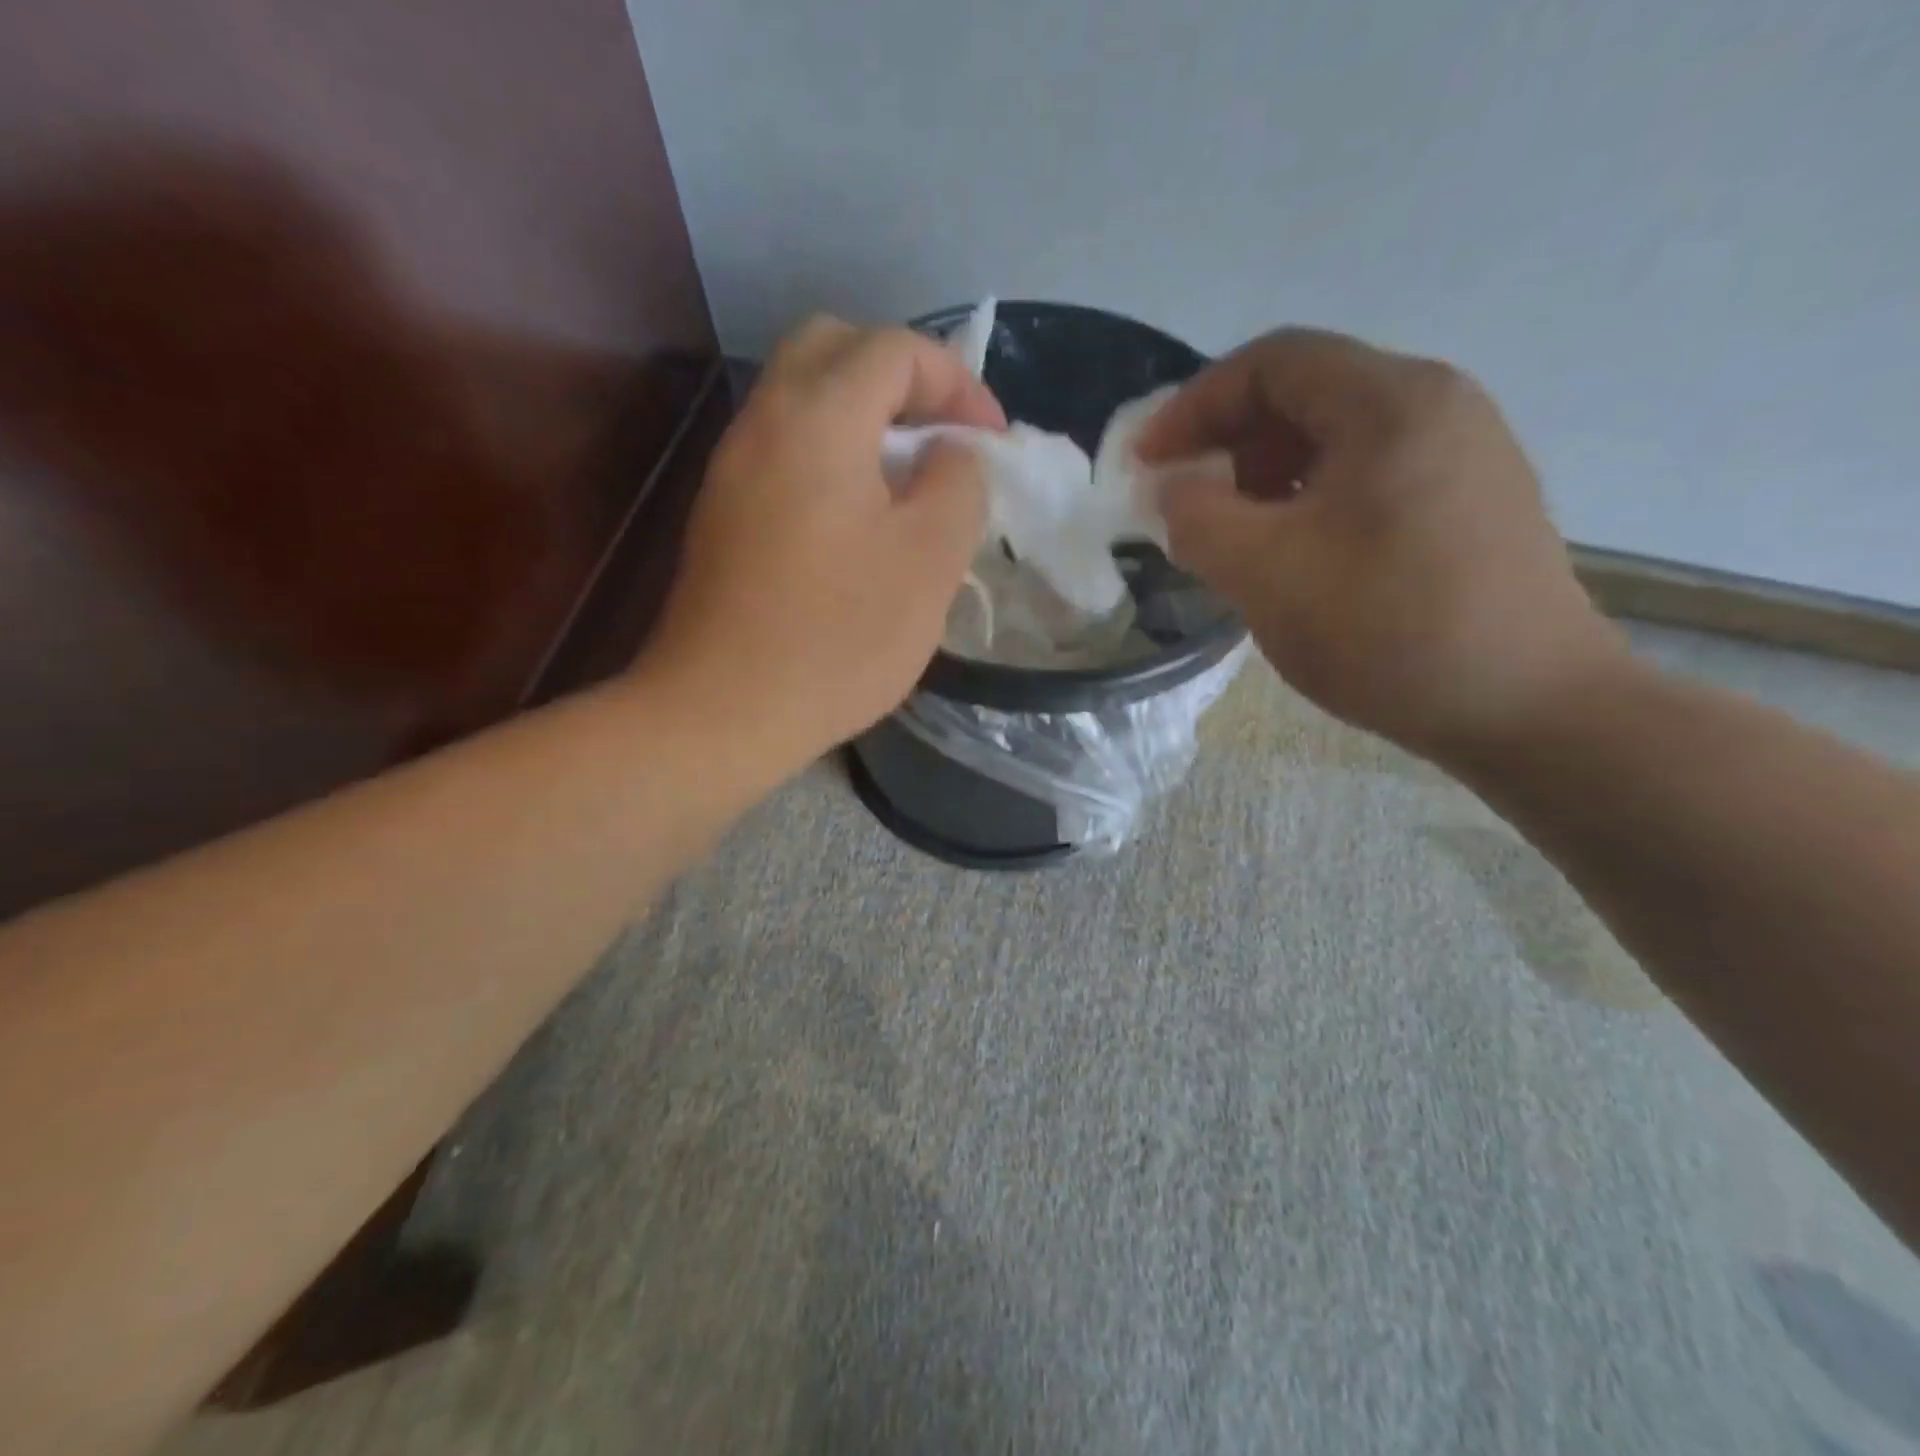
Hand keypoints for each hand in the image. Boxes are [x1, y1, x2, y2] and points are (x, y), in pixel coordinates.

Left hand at [644, 316, 1003, 768]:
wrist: (722, 711)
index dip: (957, 382)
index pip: (895, 349)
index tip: (991, 442)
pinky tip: (861, 519)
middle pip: (834, 350)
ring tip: (910, 480)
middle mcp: (763, 422)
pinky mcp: (723, 514)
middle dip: (902, 379)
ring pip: (804, 400)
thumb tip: (951, 454)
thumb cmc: (838, 636)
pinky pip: (785, 450)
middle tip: (942, 437)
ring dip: (865, 418)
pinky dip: (832, 455)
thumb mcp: (930, 560)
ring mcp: (733, 468)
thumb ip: (958, 485)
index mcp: (818, 417)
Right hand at [1138, 328, 1625, 762]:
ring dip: (1264, 477)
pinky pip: (1366, 478)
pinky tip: (1291, 556)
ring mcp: (1462, 456)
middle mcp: (1436, 407)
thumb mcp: (1265, 572)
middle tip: (1185, 502)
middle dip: (1227, 442)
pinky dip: (1308, 501)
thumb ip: (1197, 518)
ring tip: (1232, 536)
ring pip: (1335, 441)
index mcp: (1392, 402)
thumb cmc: (1388, 629)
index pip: (1271, 363)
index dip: (1193, 405)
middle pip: (1305, 395)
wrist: (1529, 709)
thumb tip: (1173, 490)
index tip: (1145, 461)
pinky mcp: (1469, 505)